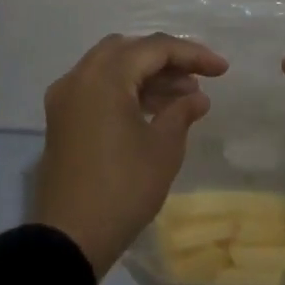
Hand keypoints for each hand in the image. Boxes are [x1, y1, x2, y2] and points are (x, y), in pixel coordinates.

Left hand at [35, 33, 228, 275]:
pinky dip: (124, 91)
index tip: (223, 70)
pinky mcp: (61, 121)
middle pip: (127, 50)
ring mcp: (65, 99)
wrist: (71, 236)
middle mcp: (79, 78)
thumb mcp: (163, 148)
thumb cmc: (124, 188)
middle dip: (165, 59)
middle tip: (196, 79)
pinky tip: (151, 111)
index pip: (154, 48)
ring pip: (109, 68)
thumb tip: (196, 97)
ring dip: (145, 75)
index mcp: (104, 78)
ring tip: (182, 98)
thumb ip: (181, 112)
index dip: (193, 54)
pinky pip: (96, 89)